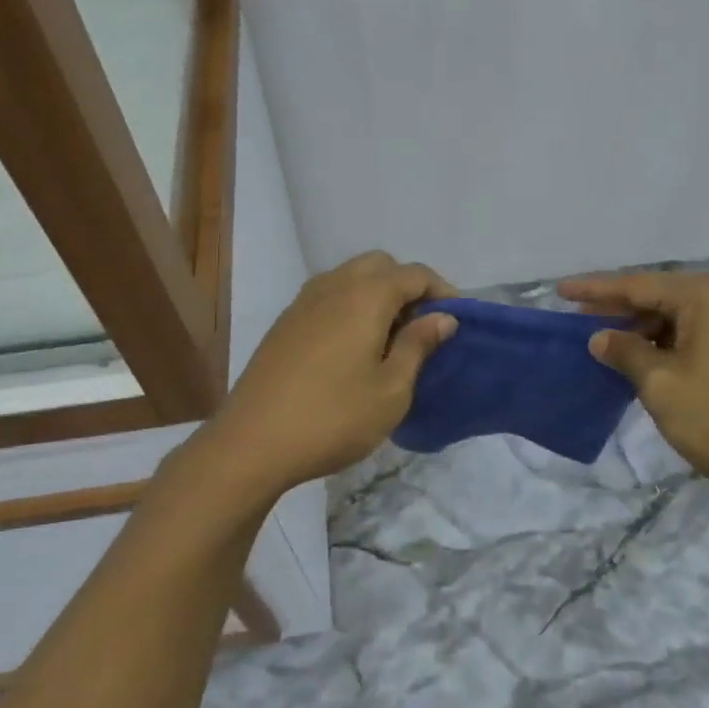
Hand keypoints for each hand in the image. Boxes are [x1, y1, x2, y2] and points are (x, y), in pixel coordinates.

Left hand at [206, 252, 458, 498]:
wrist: (252, 442)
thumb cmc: (333, 417)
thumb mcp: (391, 390)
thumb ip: (418, 345)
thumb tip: (443, 316)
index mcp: (366, 296)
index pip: (414, 273)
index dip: (441, 290)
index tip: (455, 320)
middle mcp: (334, 285)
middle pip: (380, 265)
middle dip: (407, 285)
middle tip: (420, 325)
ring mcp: (304, 301)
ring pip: (351, 276)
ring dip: (377, 292)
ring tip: (388, 336)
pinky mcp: (285, 321)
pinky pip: (328, 294)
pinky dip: (350, 304)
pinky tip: (352, 346)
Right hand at [558, 270, 708, 506]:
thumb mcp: (660, 384)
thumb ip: (625, 353)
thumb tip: (601, 337)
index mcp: (705, 295)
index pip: (637, 285)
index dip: (595, 290)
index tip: (560, 290)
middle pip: (659, 298)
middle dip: (619, 311)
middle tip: (579, 322)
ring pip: (678, 321)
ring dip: (642, 332)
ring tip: (607, 346)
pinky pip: (696, 338)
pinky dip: (666, 348)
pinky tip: (645, 364)